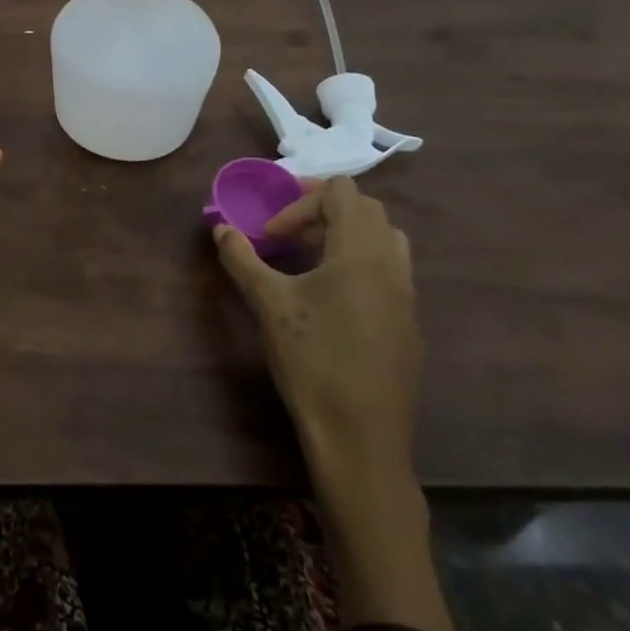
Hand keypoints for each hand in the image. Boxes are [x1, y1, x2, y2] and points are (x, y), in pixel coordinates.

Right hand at [214, 176, 419, 493]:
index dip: (300, 202)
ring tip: (312, 262)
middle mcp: (392, 265)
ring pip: (386, 240)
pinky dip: (361, 266)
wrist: (360, 437)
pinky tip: (333, 303)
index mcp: (361, 252)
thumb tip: (220, 228)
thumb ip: (242, 259)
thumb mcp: (268, 305)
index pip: (340, 192)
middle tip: (287, 239)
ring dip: (347, 236)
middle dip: (323, 213)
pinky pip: (391, 273)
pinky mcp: (410, 325)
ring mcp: (407, 297)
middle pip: (366, 209)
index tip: (271, 237)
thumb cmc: (312, 361)